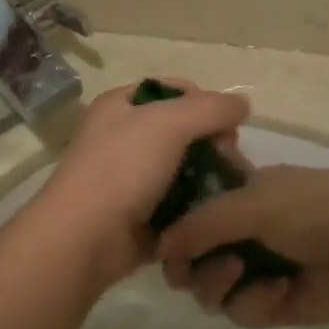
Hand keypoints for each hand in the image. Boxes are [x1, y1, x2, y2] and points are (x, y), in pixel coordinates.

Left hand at [29, 80, 249, 289]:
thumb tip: (243, 104)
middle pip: (181, 130)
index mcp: (120, 105)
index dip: (204, 102)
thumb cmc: (122, 169)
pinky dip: (195, 205)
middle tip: (230, 161)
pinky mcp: (138, 213)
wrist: (84, 238)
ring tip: (228, 190)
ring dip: (208, 177)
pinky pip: (176, 202)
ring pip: (182, 168)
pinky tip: (214, 212)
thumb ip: (211, 108)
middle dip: (212, 143)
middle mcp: (122, 136)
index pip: (173, 90)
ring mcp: (129, 177)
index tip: (228, 125)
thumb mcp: (169, 124)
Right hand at [159, 166, 328, 327]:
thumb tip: (160, 249)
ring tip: (241, 270)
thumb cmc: (313, 206)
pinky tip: (281, 289)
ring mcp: (257, 270)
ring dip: (218, 283)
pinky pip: (243, 312)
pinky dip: (255, 302)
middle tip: (192, 267)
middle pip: (191, 261)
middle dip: (189, 266)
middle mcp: (241, 234)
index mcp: (235, 197)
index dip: (172, 232)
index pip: (187, 216)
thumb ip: (201, 223)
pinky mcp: (275, 305)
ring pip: (210, 291)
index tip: (161, 244)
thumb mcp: (252, 202)